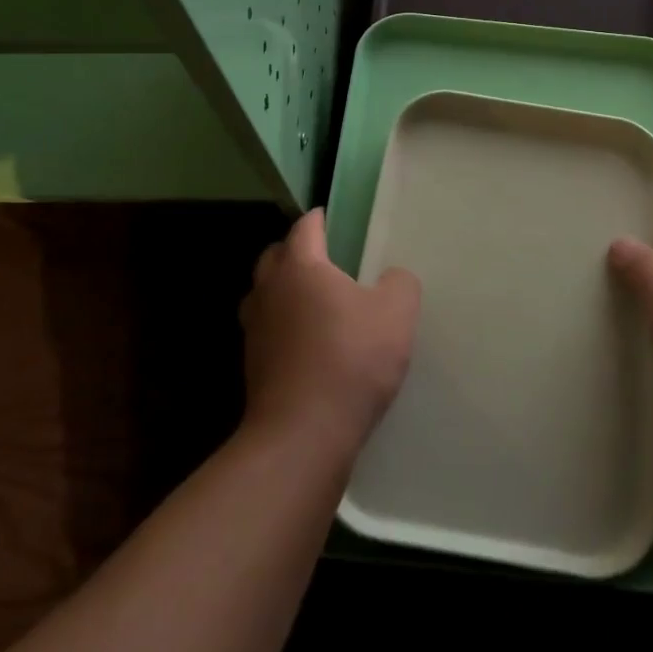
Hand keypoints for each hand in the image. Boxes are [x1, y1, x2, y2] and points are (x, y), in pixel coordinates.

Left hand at [241, 209, 420, 456]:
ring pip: (264, 293)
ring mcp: (255, 330)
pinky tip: (308, 341)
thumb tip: (391, 278)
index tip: (332, 217)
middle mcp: (269, 291)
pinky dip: (282, 325)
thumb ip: (399, 283)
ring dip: (284, 289)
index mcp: (300, 267)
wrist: (303, 435)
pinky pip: (267, 329)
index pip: (305, 227)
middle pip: (275, 256)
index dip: (320, 218)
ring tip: (314, 299)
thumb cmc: (350, 360)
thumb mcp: (396, 313)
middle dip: (295, 250)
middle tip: (325, 257)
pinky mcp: (253, 366)